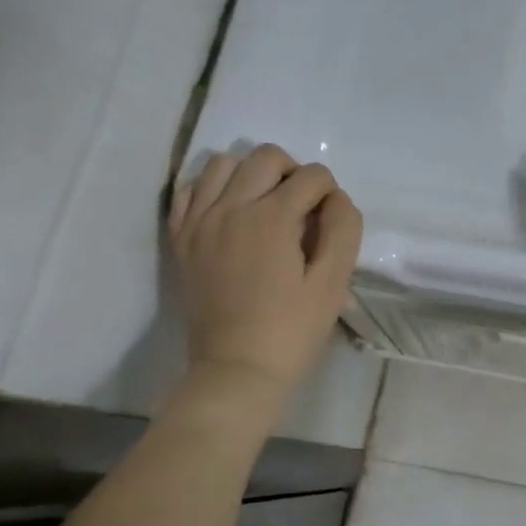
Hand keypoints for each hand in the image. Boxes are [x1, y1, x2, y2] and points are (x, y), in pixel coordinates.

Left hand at [168, 144, 362, 404]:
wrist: (237, 369)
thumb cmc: (292, 330)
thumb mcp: (334, 282)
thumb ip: (343, 229)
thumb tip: (335, 199)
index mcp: (272, 217)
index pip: (313, 176)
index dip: (331, 194)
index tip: (330, 224)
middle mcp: (231, 206)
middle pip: (267, 156)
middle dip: (294, 172)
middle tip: (303, 209)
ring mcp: (199, 220)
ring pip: (224, 163)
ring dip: (252, 174)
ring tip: (265, 206)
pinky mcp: (181, 237)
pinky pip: (190, 188)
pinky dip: (213, 188)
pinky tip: (230, 211)